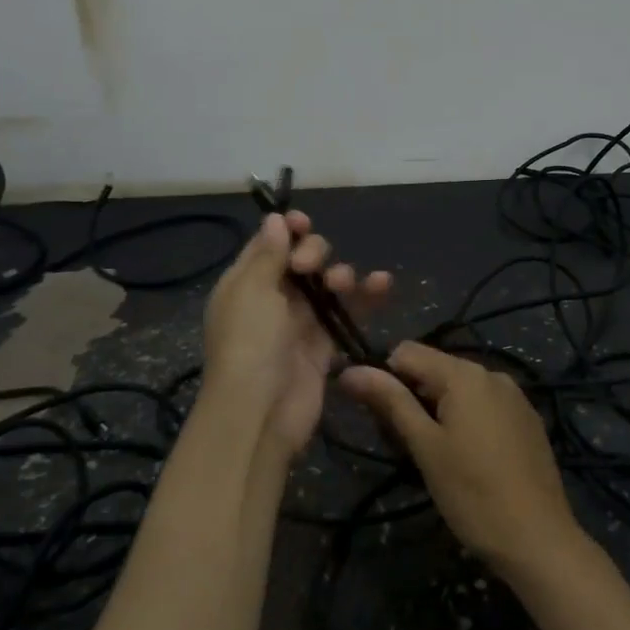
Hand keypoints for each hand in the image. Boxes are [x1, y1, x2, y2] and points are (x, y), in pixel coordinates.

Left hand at [202, 210, 389, 456]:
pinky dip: (366, 295)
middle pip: (303, 258)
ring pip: (328, 282)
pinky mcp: (326, 341)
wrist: (261, 410)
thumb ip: (268, 254)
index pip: (269, 243)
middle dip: (314, 251)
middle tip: (310, 267)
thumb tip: (275, 219)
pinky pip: (348, 309)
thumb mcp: (251, 291)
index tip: (303, 222)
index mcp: (246, 281)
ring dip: (341, 273)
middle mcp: (273, 296)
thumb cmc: (249, 343)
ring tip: (343, 284)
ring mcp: (301, 319)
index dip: (288, 229)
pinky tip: (383, 282)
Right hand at [340, 341, 585, 577]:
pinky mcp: (528, 419)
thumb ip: (390, 402)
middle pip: (435, 368)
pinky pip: (485, 405)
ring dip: (439, 411)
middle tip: (408, 446)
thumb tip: (351, 370)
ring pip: (460, 389)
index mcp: (465, 374)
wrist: (538, 538)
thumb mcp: (424, 446)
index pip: (407, 351)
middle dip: (413, 397)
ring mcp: (515, 396)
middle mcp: (492, 373)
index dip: (385, 378)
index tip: (381, 418)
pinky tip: (469, 459)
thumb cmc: (472, 493)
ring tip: (437, 456)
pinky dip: (467, 420)